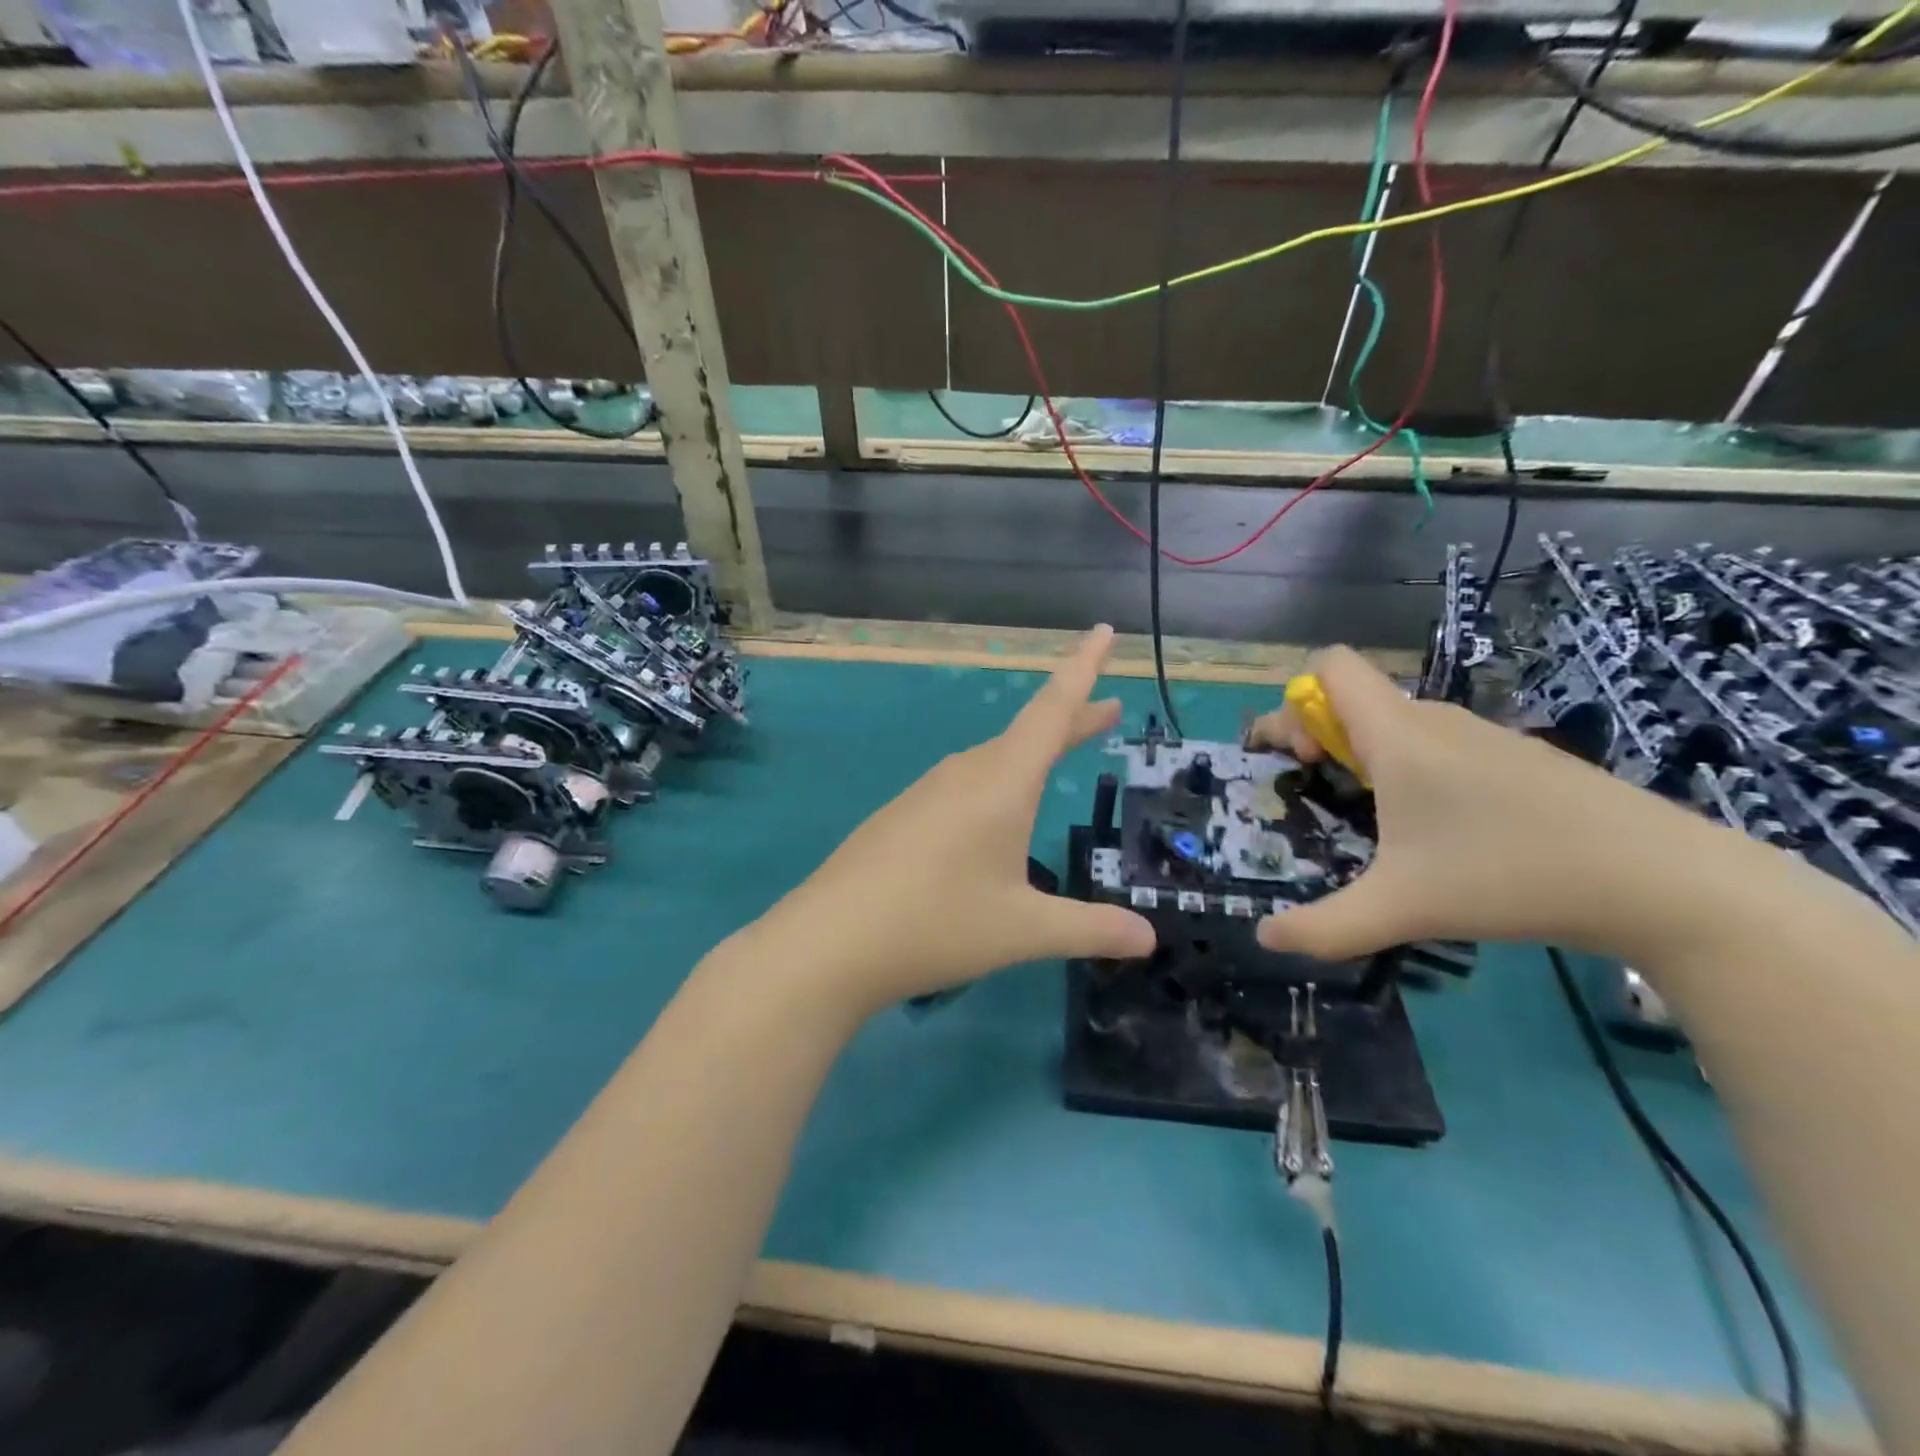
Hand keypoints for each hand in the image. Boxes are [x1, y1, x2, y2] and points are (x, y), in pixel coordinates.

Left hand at [759, 625, 1156, 1013]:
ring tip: (1056, 758)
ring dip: (1031, 753)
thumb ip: (1090, 928)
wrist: (829, 941)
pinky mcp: (902, 814)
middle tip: (1107, 711)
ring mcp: (927, 791)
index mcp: (1001, 782)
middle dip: (1070, 720)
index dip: (1084, 668)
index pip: (1053, 710)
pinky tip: (992, 816)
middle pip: (1027, 733)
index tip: (1105, 630)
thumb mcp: (1023, 930)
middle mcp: (965, 774)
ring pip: (993, 760)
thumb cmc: (936, 924)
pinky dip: (996, 782)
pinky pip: (963, 784)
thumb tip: (1150, 938)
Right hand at [1248, 646, 1739, 964]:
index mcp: (1397, 734)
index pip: (1330, 666)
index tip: (1302, 760)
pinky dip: (1412, 769)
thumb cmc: (1510, 875)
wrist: (1664, 881)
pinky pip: (1438, 744)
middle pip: (1353, 698)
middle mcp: (1434, 720)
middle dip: (1319, 737)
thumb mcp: (1402, 908)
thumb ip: (1325, 927)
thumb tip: (1266, 939)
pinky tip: (1441, 830)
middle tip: (1321, 794)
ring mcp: (1482, 736)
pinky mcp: (1517, 759)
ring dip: (1364, 755)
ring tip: (1376, 822)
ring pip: (1396, 723)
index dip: (1296, 702)